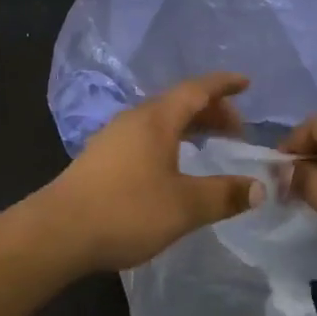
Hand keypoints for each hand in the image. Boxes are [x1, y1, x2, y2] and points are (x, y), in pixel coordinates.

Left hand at [45, 73, 265, 272]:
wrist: (58, 232)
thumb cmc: (126, 211)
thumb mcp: (185, 207)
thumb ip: (224, 195)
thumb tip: (258, 188)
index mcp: (156, 120)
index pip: (197, 90)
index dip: (223, 85)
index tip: (246, 82)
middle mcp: (134, 120)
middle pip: (178, 103)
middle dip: (210, 110)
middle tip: (236, 129)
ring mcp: (113, 138)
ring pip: (159, 120)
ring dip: (188, 126)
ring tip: (208, 144)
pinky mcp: (100, 158)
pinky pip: (145, 136)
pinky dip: (169, 140)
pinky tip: (171, 166)